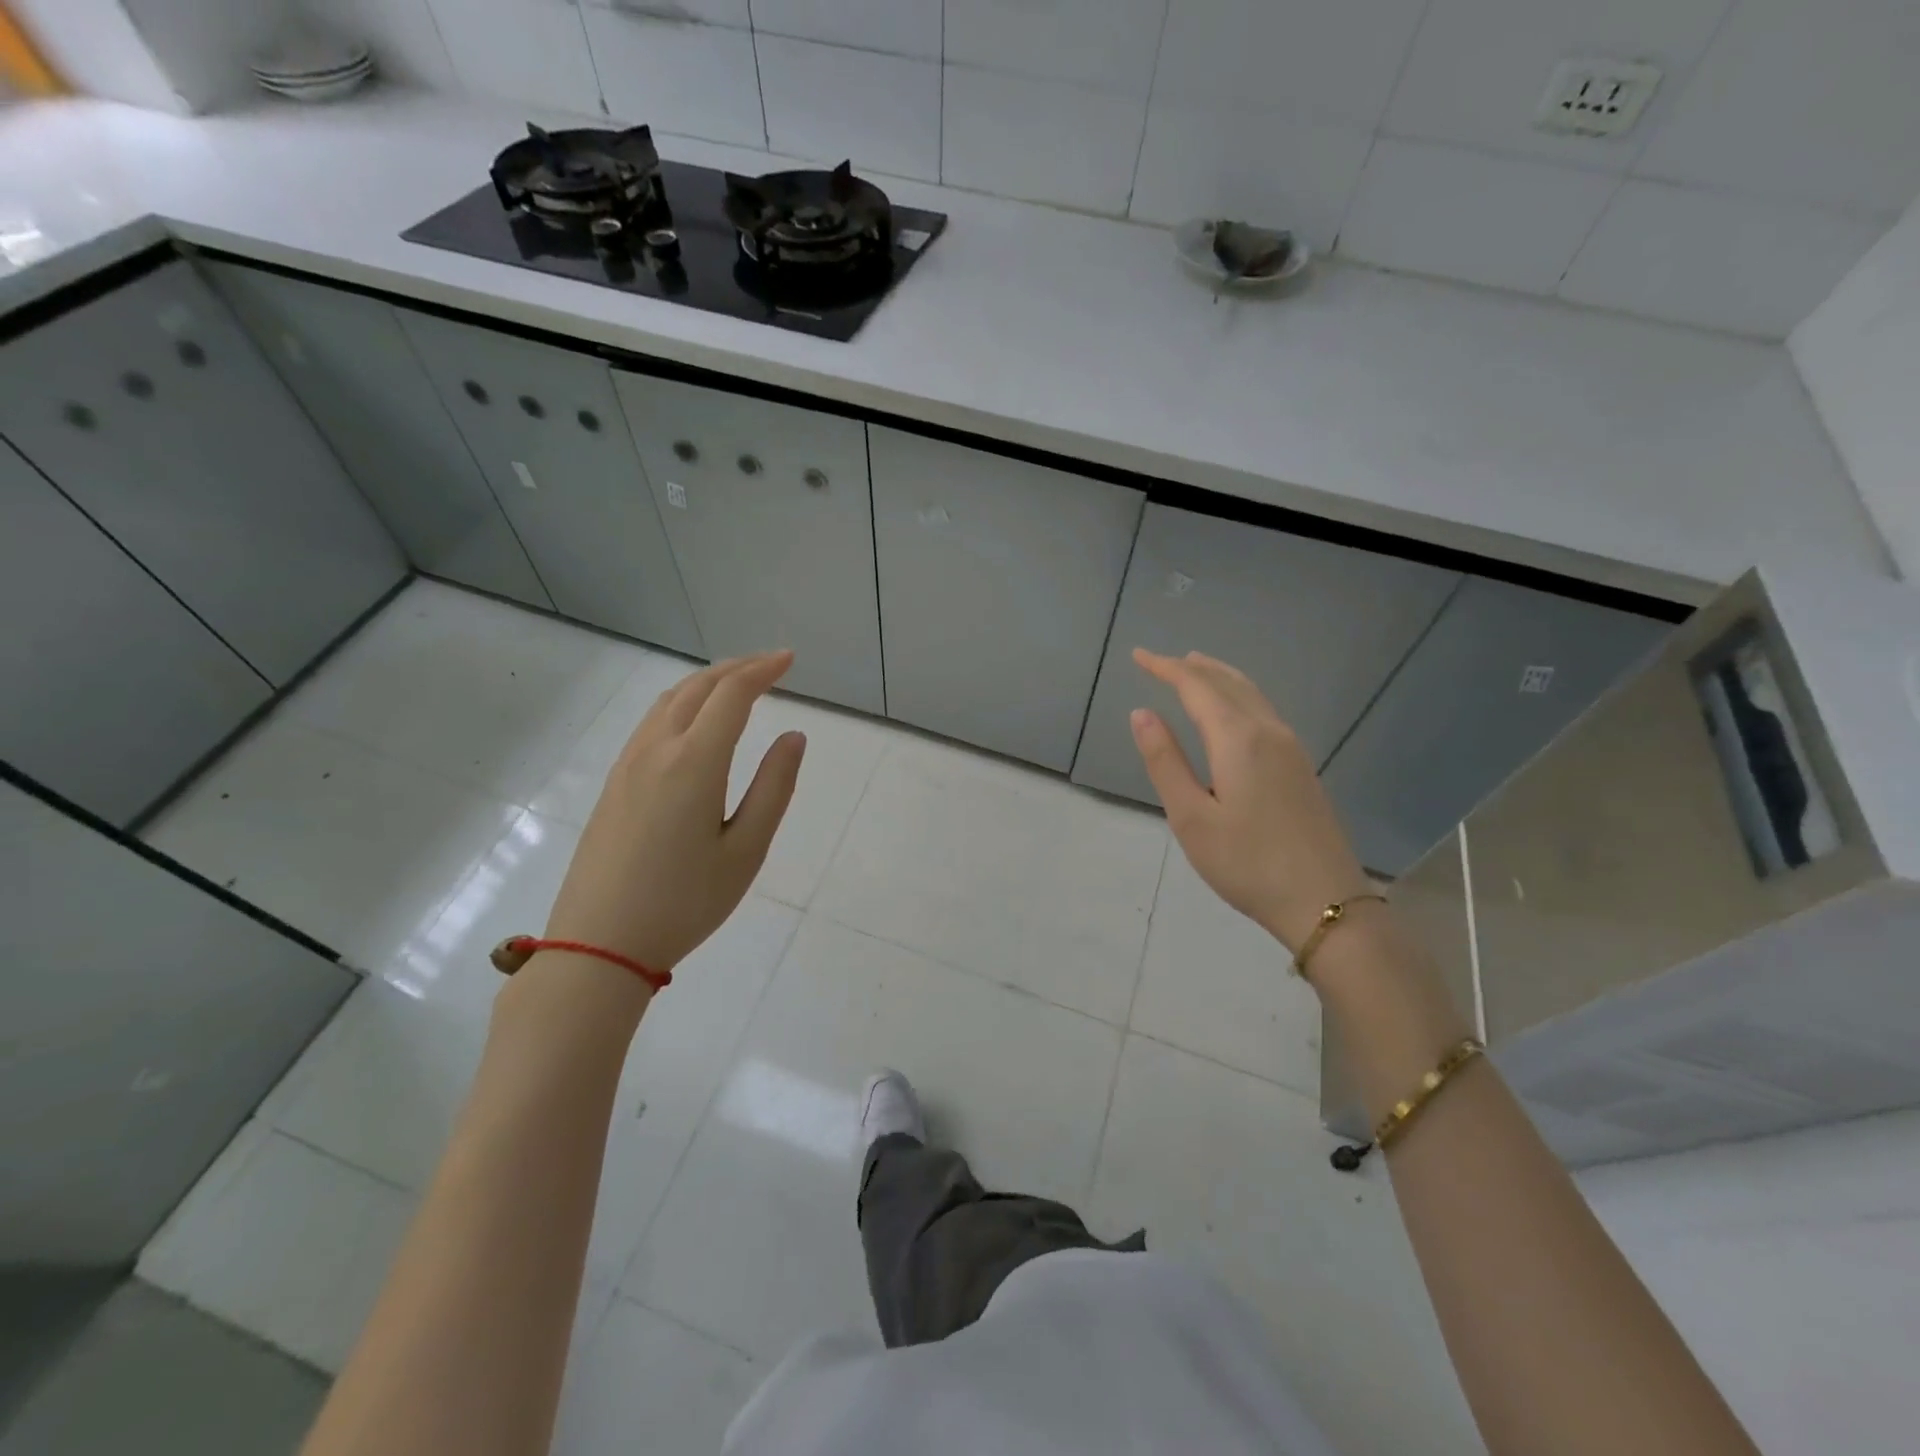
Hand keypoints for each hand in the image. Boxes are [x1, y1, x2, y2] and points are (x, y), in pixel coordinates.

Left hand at [544, 652, 805, 976]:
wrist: (598, 944)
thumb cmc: (685, 903)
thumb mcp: (746, 850)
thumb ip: (774, 788)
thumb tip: (794, 737)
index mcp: (694, 762)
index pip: (732, 695)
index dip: (763, 670)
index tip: (789, 660)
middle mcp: (657, 750)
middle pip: (697, 687)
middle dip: (736, 668)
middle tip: (770, 664)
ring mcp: (628, 764)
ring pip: (669, 701)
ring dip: (706, 682)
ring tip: (736, 684)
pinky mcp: (613, 783)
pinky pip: (652, 723)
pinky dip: (682, 703)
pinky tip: (694, 722)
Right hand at [1129, 649, 1370, 952]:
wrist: (1324, 901)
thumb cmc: (1246, 863)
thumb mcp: (1191, 817)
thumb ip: (1165, 761)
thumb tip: (1142, 713)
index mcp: (1238, 739)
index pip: (1196, 688)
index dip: (1166, 668)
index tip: (1138, 655)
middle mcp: (1268, 731)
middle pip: (1227, 683)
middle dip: (1192, 668)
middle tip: (1161, 660)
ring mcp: (1291, 747)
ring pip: (1251, 694)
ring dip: (1219, 676)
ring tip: (1195, 667)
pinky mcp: (1301, 766)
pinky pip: (1264, 710)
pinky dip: (1239, 694)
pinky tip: (1232, 709)